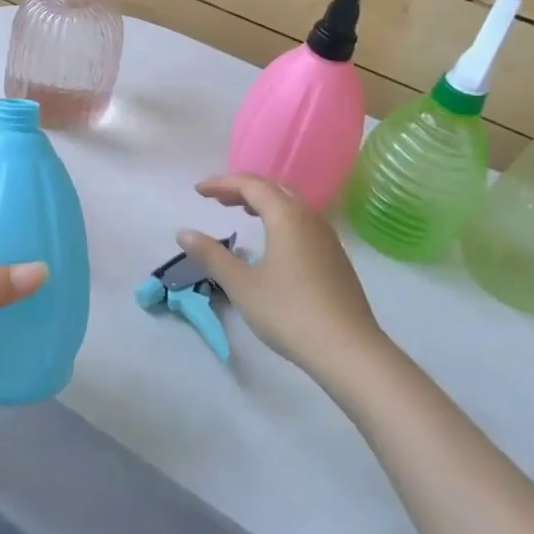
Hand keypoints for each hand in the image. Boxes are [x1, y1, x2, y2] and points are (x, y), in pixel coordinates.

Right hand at [178, 174, 385, 385]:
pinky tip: (274, 241)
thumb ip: (211, 255)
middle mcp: (309, 218)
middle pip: (274, 189)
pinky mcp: (336, 257)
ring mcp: (327, 237)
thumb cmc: (289, 312)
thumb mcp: (241, 284)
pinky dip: (281, 218)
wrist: (349, 350)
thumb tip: (183, 232)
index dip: (222, 183)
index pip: (250, 185)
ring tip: (243, 213)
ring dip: (264, 203)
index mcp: (286, 216)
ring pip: (292, 205)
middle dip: (243, 189)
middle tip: (218, 199)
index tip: (199, 191)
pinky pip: (303, 222)